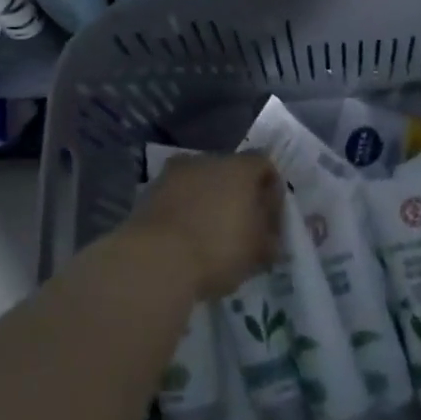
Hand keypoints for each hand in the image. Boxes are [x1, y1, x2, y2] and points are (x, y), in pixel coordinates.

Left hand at [128, 152, 282, 301]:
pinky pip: (176, 196)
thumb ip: (269, 237)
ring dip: (207, 201)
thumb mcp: (257, 251)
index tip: (270, 219)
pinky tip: (184, 237)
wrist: (154, 260)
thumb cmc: (218, 249)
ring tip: (208, 234)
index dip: (271, 190)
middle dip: (237, 195)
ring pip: (199, 182)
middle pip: (230, 171)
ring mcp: (174, 172)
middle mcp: (207, 159)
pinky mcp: (149, 191)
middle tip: (240, 227)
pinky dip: (183, 210)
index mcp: (240, 167)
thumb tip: (270, 234)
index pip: (264, 165)